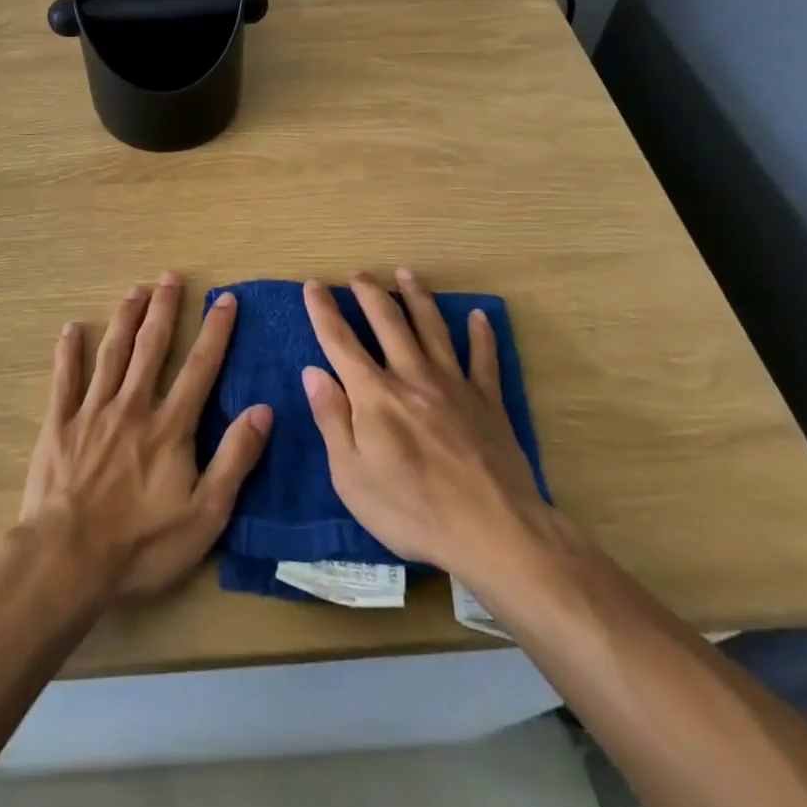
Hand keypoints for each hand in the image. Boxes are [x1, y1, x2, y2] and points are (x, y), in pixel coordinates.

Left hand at [21, 273, 271, 598]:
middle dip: (164, 309)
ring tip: (135, 289)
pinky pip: (65, 380)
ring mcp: (93, 412)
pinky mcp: (60, 425)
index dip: (215, 331)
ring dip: (125, 318)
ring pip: (112, 353)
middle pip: (152, 347)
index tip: (225, 299)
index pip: (200, 367)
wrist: (68, 561)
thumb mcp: (205, 514)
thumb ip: (235, 459)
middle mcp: (133, 405)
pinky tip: (71, 328)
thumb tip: (263, 410)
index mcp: (170, 426)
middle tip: (170, 277)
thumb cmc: (142, 544)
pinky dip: (69, 352)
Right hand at [301, 270, 577, 585]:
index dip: (324, 311)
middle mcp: (412, 376)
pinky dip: (481, 335)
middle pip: (388, 322)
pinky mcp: (488, 402)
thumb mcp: (352, 477)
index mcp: (375, 395)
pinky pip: (484, 358)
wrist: (494, 532)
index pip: (340, 342)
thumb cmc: (412, 512)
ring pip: (432, 328)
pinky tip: (478, 316)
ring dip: (417, 297)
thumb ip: (332, 419)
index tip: (313, 285)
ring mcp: (454, 385)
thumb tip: (313, 372)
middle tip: (359, 273)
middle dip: (370, 293)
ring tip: (406, 273)